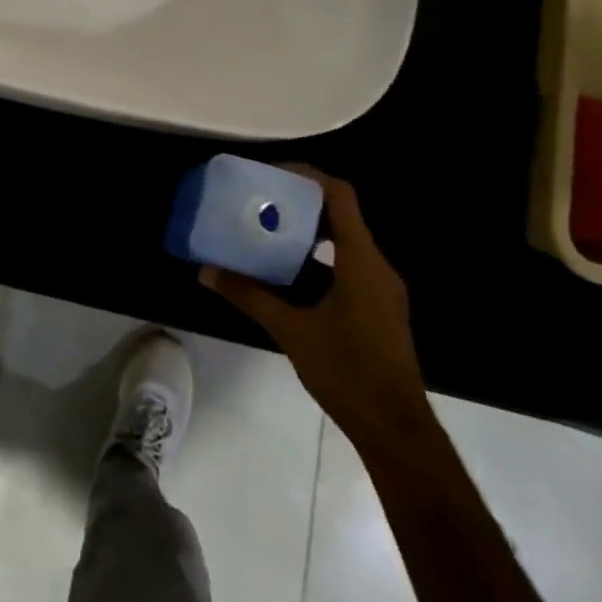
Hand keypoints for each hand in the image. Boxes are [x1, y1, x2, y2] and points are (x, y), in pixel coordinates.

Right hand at [200, 166, 430, 447]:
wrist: (395, 428)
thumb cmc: (347, 371)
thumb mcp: (291, 330)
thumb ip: (249, 296)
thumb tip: (206, 271)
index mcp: (361, 261)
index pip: (340, 196)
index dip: (308, 177)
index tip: (272, 173)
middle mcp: (375, 266)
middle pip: (340, 215)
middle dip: (300, 203)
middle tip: (261, 199)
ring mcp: (379, 289)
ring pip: (342, 243)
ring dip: (307, 233)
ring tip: (266, 230)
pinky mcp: (376, 308)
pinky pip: (345, 267)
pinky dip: (316, 260)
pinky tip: (284, 274)